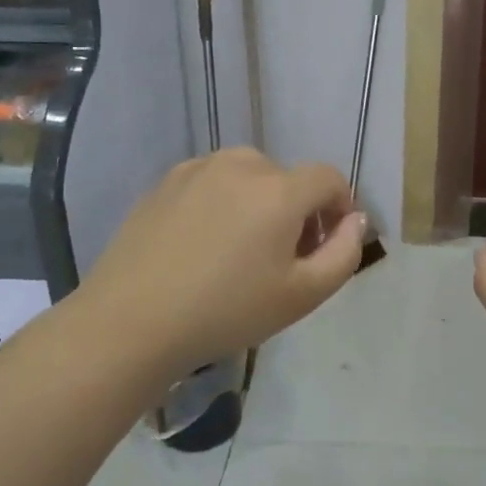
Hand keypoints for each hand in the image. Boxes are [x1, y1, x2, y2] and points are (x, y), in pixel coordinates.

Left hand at [74, 148, 363, 384]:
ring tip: (240, 251)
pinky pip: (213, 183)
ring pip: (249, 177)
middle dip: (297, 211)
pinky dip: (222, 203)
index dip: (339, 206)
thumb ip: (345, 253)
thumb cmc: (227, 311)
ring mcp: (199, 169)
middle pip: (288, 179)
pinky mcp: (166, 181)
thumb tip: (354, 220)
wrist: (131, 321)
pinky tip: (202, 245)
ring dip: (259, 204)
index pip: (329, 178)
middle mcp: (242, 164)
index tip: (327, 244)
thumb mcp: (303, 295)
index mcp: (280, 189)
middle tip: (281, 259)